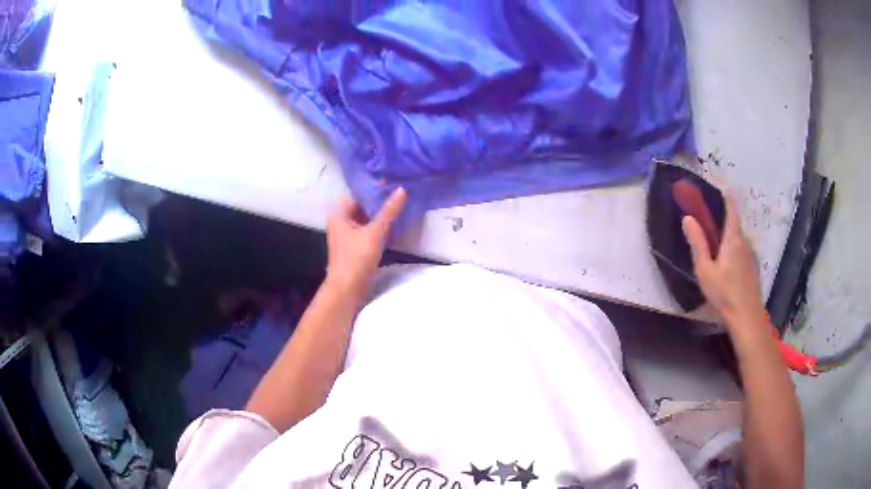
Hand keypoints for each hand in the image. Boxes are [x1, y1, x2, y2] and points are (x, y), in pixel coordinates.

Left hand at [325, 188, 406, 298]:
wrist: (347, 289)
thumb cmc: (356, 258)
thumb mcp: (375, 233)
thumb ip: (389, 211)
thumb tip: (402, 190)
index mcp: (339, 213)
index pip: (358, 194)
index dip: (375, 189)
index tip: (393, 183)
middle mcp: (341, 220)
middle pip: (362, 205)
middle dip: (380, 202)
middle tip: (400, 193)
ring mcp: (347, 233)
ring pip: (366, 218)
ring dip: (381, 214)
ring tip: (400, 205)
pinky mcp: (354, 245)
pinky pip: (368, 229)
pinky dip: (379, 226)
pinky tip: (394, 224)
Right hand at [682, 197, 765, 328]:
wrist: (747, 318)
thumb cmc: (724, 293)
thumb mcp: (705, 270)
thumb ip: (697, 243)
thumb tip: (688, 217)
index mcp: (733, 238)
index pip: (731, 208)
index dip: (723, 196)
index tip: (713, 191)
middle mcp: (745, 241)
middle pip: (734, 223)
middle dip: (721, 221)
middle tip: (706, 229)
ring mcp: (751, 254)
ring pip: (738, 239)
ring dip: (727, 239)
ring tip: (715, 252)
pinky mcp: (753, 267)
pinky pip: (742, 251)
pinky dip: (734, 251)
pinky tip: (726, 268)